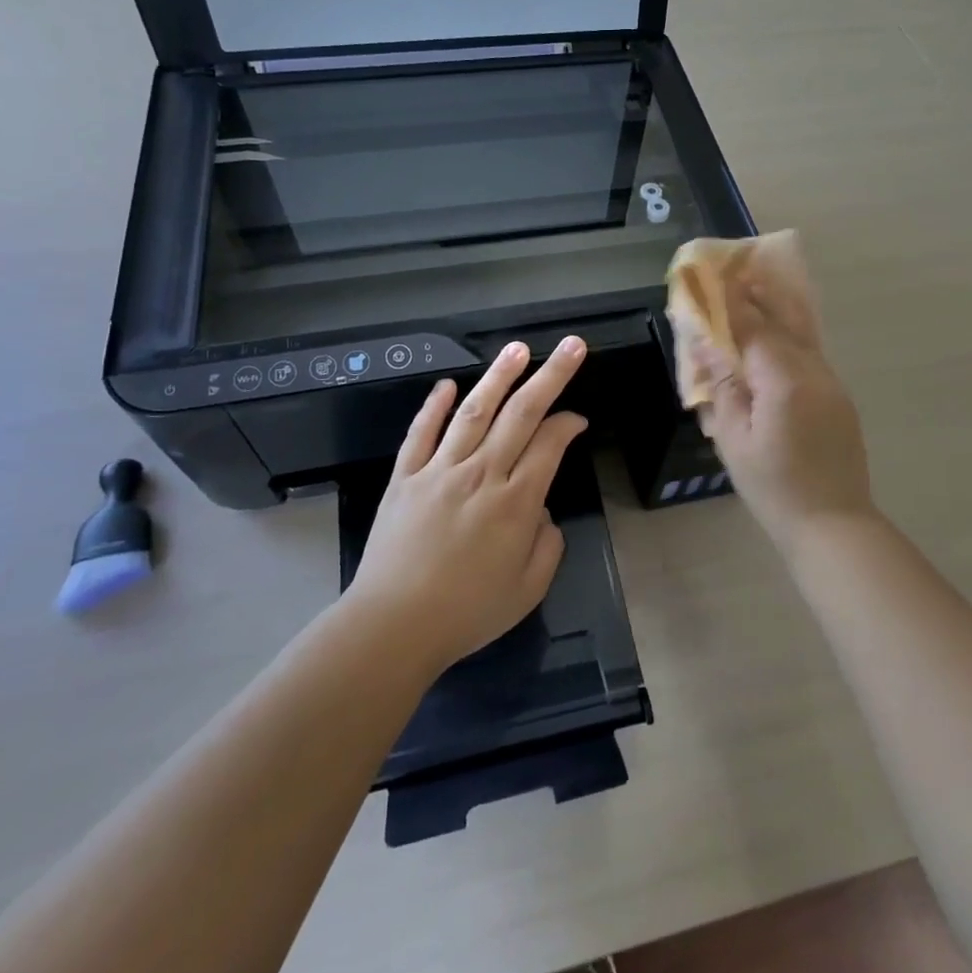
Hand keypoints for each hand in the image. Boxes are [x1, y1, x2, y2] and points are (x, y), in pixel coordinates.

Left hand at [348, 337, 588, 671]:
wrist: (393, 626)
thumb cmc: (467, 613)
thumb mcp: (527, 590)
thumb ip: (547, 545)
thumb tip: (541, 512)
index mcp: (515, 503)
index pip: (549, 445)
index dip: (568, 424)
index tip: (578, 419)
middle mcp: (481, 474)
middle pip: (521, 414)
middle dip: (551, 376)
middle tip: (571, 345)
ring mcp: (440, 471)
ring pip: (474, 412)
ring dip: (498, 377)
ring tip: (517, 349)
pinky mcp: (405, 477)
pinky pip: (422, 433)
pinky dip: (435, 406)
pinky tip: (448, 384)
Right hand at [698, 284, 874, 537]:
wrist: (832, 523)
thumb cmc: (773, 486)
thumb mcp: (735, 439)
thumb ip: (723, 387)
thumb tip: (707, 345)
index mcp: (785, 381)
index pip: (754, 329)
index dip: (732, 304)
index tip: (715, 280)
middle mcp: (814, 372)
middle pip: (784, 323)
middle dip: (760, 298)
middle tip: (738, 274)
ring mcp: (832, 384)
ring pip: (803, 336)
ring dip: (779, 313)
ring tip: (758, 292)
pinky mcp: (839, 398)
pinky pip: (811, 355)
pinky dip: (791, 338)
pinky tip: (777, 338)